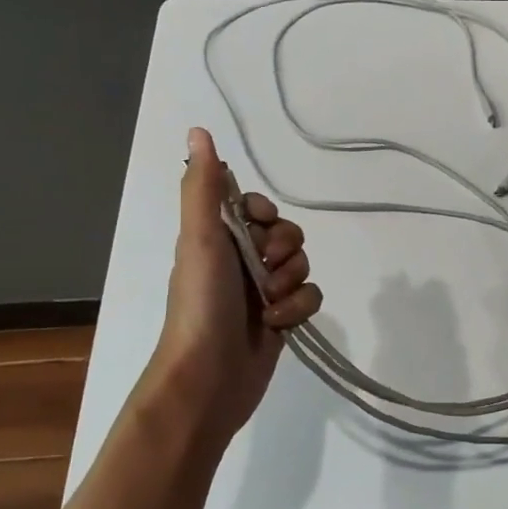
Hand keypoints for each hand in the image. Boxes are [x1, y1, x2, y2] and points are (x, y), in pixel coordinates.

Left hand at [145, 127, 322, 435]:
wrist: (208, 378)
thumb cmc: (201, 304)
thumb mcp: (200, 240)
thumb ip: (204, 188)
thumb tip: (198, 130)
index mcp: (217, 239)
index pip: (256, 207)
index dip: (267, 214)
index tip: (260, 225)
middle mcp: (240, 261)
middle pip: (287, 235)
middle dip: (285, 250)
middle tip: (266, 269)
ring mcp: (262, 292)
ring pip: (302, 266)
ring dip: (291, 283)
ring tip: (269, 304)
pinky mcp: (282, 319)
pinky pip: (309, 297)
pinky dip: (299, 308)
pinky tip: (279, 324)